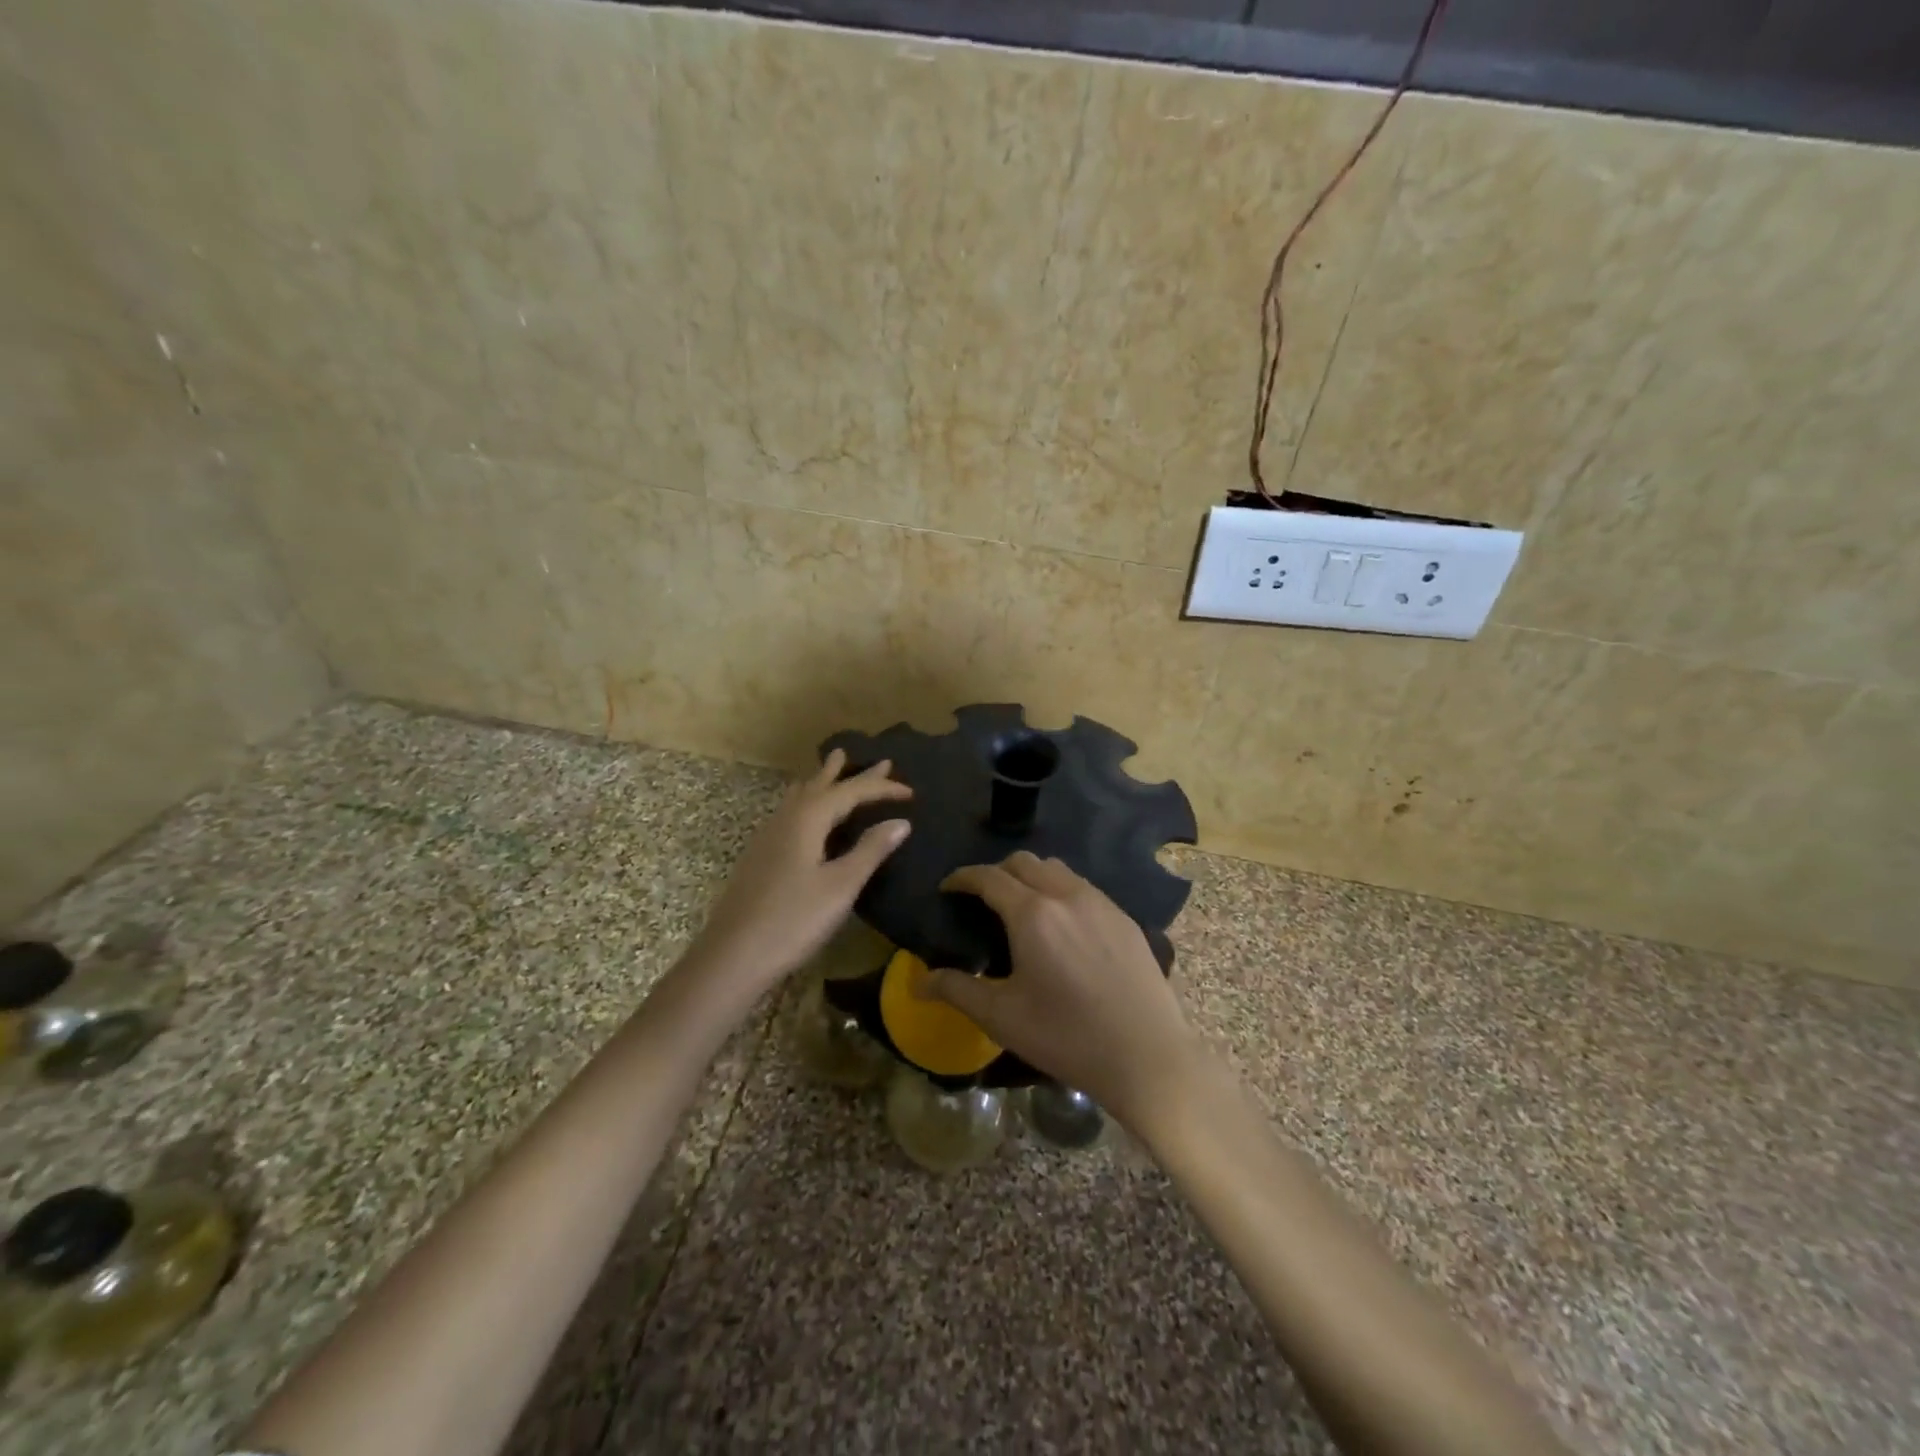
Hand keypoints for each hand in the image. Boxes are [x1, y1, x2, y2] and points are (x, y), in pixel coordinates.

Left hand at [693, 750, 911, 992]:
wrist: (733, 956)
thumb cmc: (793, 920)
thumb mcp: (840, 886)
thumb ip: (870, 850)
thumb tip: (901, 822)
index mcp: (808, 819)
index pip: (852, 792)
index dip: (882, 789)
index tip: (912, 792)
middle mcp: (786, 818)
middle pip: (823, 785)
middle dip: (851, 773)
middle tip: (878, 760)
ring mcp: (768, 835)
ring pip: (801, 795)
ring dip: (823, 781)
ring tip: (834, 767)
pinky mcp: (760, 855)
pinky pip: (790, 811)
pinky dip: (808, 801)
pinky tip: (804, 813)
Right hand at [924, 851, 1199, 1129]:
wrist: (1147, 1056)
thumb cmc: (1067, 1036)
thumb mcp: (1002, 1017)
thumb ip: (957, 990)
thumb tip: (920, 982)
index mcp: (1032, 913)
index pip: (989, 876)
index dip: (963, 877)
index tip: (948, 888)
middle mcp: (1066, 895)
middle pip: (1024, 862)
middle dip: (996, 872)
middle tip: (981, 898)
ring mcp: (1101, 903)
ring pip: (1057, 870)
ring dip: (1032, 877)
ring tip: (1020, 907)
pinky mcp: (1125, 918)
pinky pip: (1084, 888)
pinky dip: (1061, 891)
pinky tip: (1062, 926)